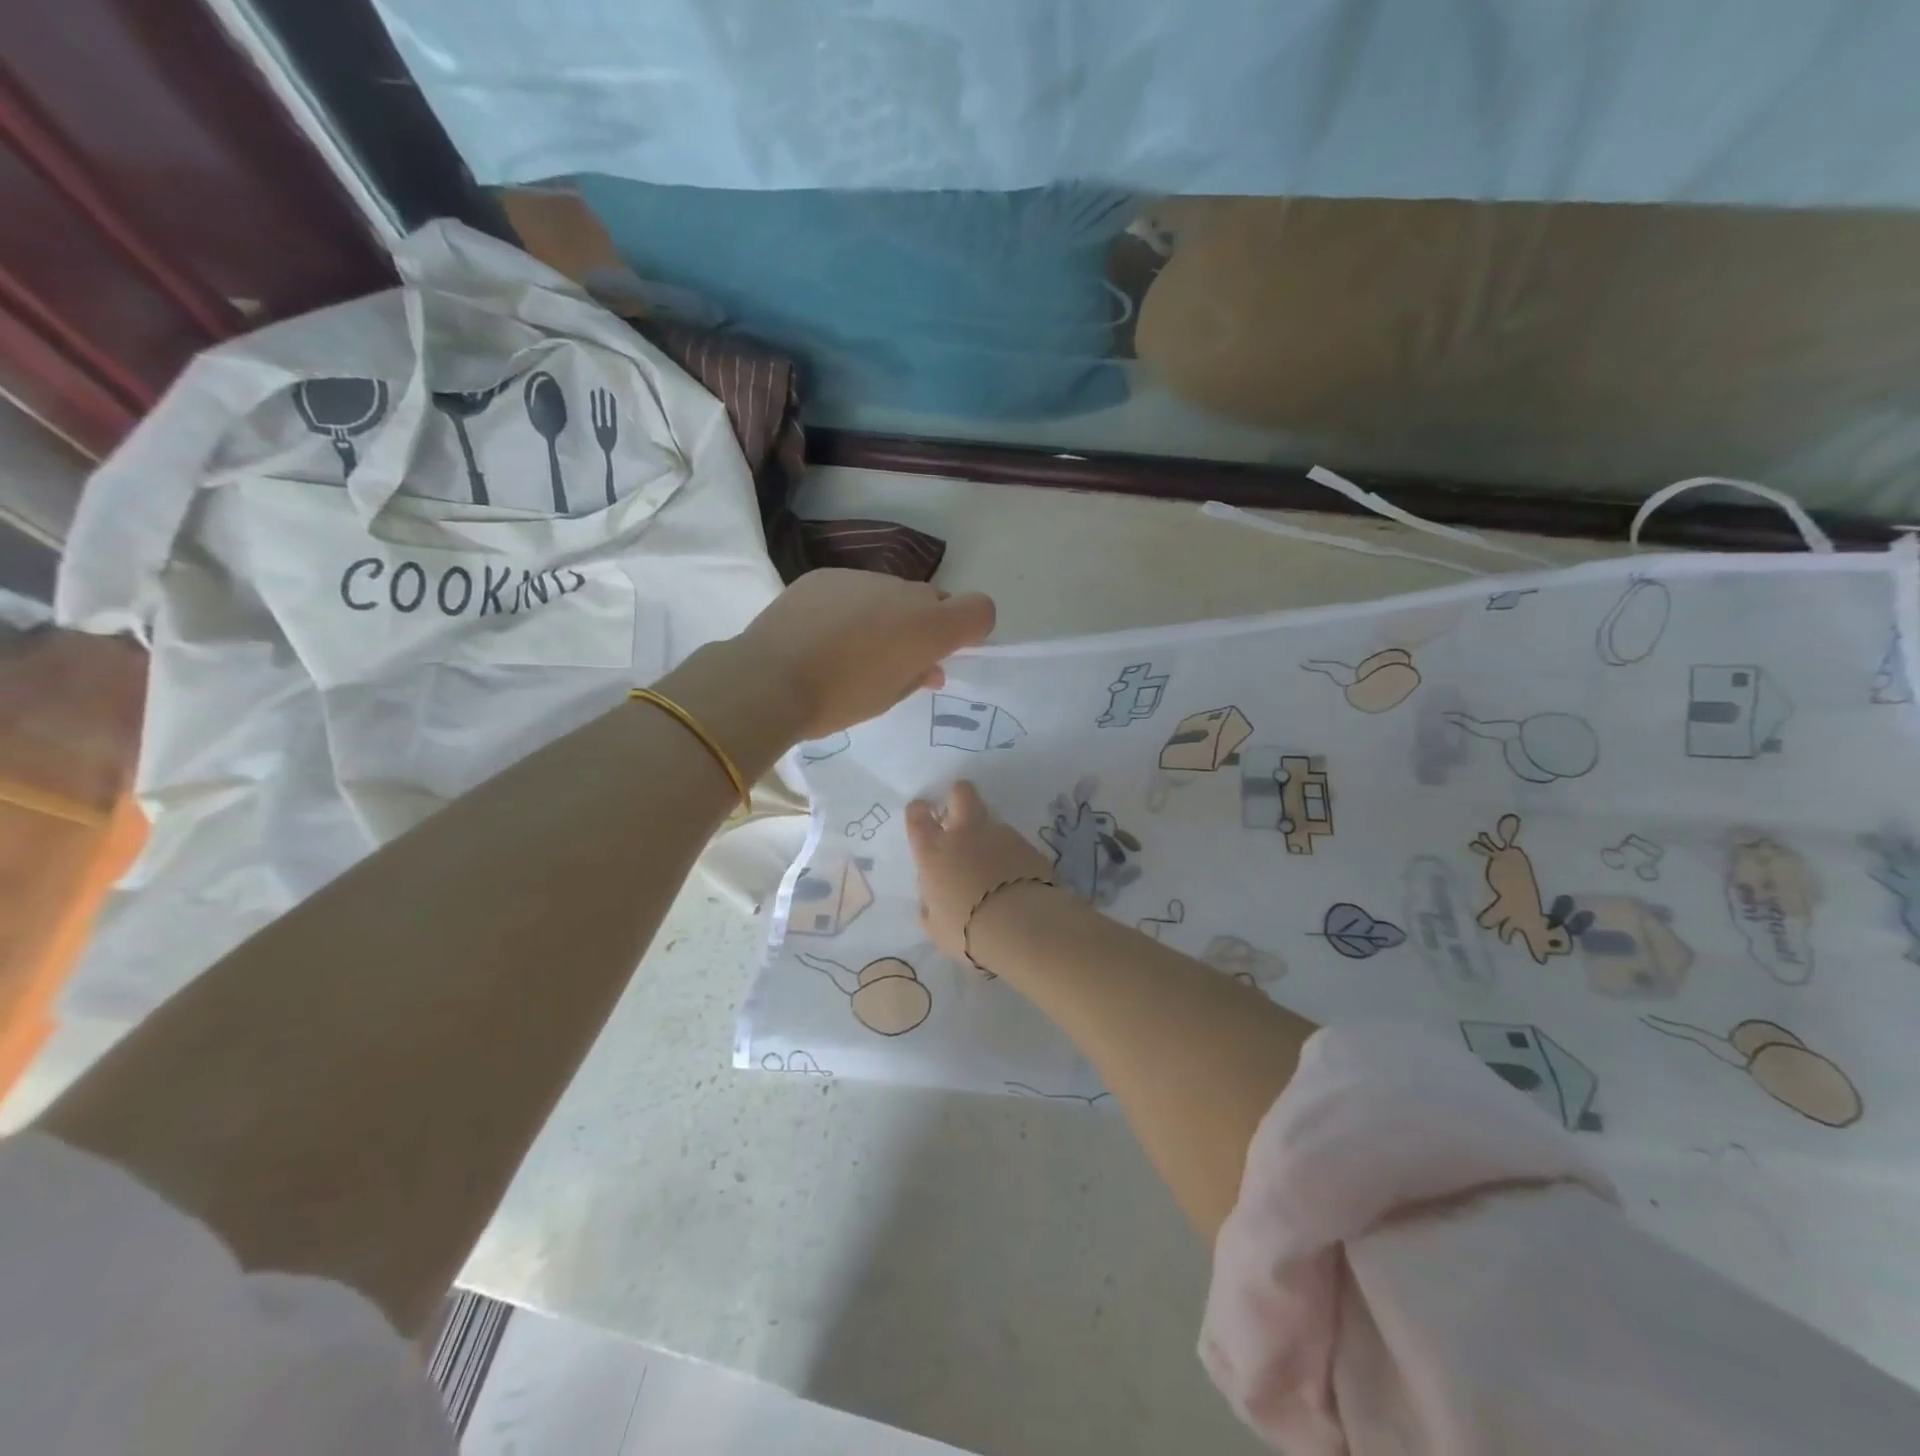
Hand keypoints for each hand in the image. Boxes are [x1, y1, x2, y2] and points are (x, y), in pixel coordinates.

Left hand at [734, 571, 995, 741]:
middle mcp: (905, 593)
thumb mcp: (890, 696)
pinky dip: (851, 606)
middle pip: (935, 600)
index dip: (973, 629)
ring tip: (851, 646)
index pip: (981, 609)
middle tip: (897, 656)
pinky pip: (855, 588)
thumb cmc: (840, 699)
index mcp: (930, 627)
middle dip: (925, 624)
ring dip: (887, 614)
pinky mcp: (828, 575)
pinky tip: (822, 632)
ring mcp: (865, 578)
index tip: (949, 651)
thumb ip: (920, 674)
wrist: (770, 679)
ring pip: (893, 593)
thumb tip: (931, 666)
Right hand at [906, 782, 1054, 959]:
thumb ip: (931, 906)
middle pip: (961, 794)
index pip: (918, 817)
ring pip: (992, 821)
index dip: (919, 810)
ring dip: (989, 836)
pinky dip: (1012, 855)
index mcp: (934, 852)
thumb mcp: (936, 926)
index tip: (922, 812)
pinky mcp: (1028, 845)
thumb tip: (932, 898)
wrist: (1019, 925)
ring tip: (995, 865)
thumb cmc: (966, 930)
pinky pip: (1015, 843)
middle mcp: (965, 834)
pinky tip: (1017, 877)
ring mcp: (1000, 835)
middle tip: (959, 812)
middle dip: (958, 796)